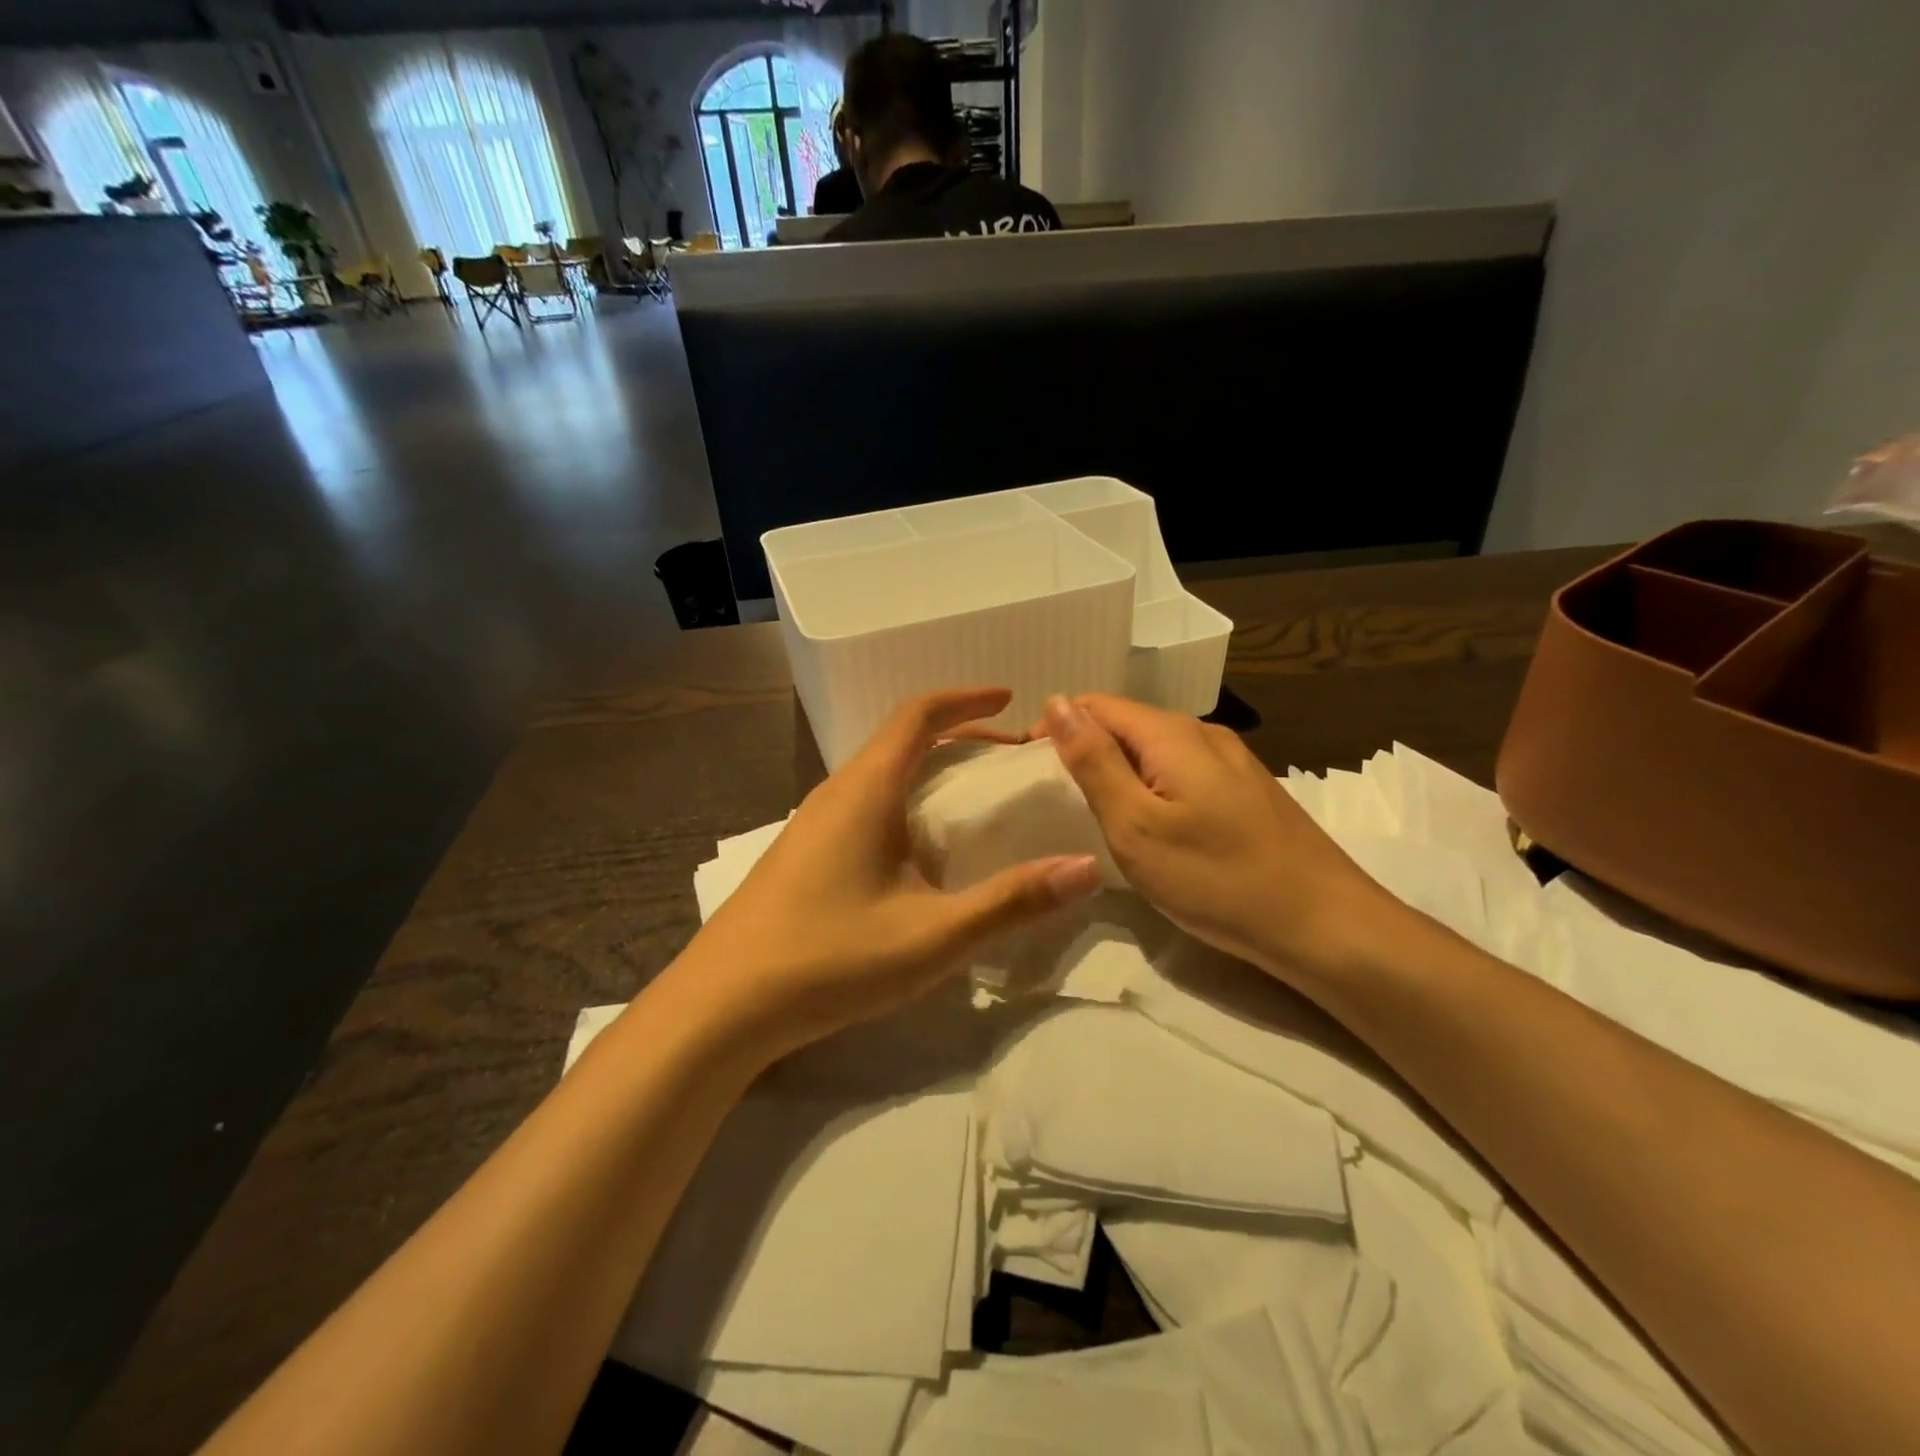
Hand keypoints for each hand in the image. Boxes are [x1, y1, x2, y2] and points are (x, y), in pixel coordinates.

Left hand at [666, 689, 1103, 1062]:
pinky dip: (904, 799)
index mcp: (867, 789)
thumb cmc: (830, 958)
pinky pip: (864, 803)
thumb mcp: (933, 935)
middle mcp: (836, 793)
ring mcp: (812, 823)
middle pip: (901, 739)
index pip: (918, 715)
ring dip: (928, 769)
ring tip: (972, 799)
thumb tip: (1086, 867)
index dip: (966, 699)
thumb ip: (1012, 902)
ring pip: (880, 773)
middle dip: (957, 736)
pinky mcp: (803, 853)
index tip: (1010, 700)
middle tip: (1007, 758)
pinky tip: (919, 849)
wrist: (722, 1006)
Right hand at [1041, 694, 1399, 981]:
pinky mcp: (1246, 790)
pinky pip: (1181, 770)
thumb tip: (1057, 702)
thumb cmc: (1218, 879)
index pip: (1096, 704)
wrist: (1324, 925)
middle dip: (1085, 747)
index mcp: (1171, 734)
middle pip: (1127, 722)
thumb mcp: (1136, 825)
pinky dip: (1151, 786)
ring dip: (1118, 768)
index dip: (1055, 726)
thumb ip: (1094, 761)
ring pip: (1155, 748)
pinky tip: (1150, 823)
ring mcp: (1231, 761)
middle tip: (1056, 798)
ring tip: (1095, 812)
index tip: (1028, 769)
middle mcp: (1203, 733)